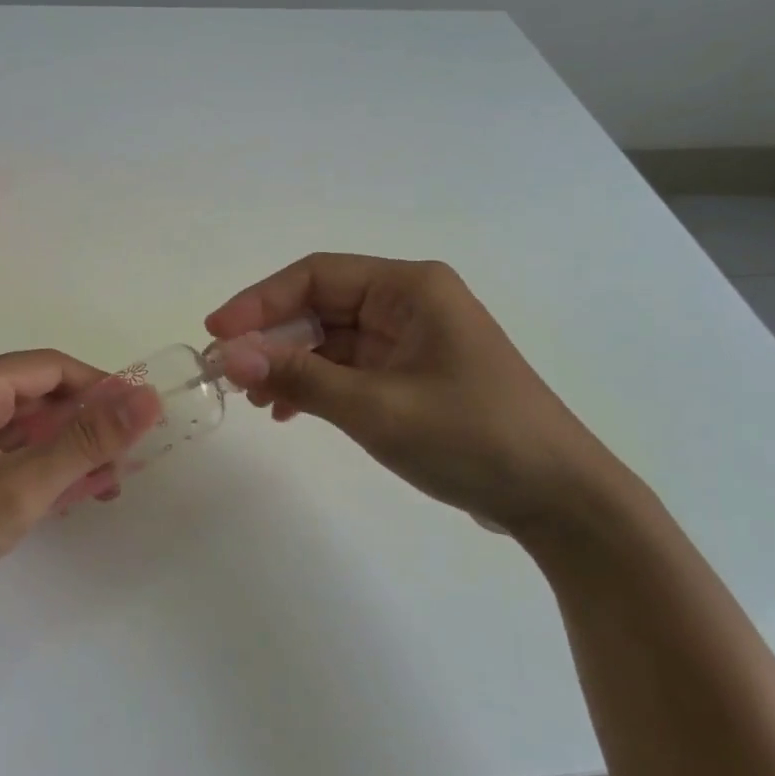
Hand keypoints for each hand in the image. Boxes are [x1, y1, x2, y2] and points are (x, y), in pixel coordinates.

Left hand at [0, 351, 161, 631]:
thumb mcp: (17, 490)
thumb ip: (85, 443)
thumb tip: (147, 400)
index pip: (52, 368)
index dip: (102, 389)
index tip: (140, 422)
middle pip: (32, 396)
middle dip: (81, 429)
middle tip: (119, 468)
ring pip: (12, 426)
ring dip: (55, 452)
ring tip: (93, 488)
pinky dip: (22, 467)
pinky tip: (47, 497)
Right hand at [206, 254, 640, 534]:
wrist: (558, 499)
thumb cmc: (472, 438)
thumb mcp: (378, 408)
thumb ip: (300, 378)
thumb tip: (228, 357)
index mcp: (410, 288)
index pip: (315, 276)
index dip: (259, 301)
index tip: (216, 334)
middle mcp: (408, 303)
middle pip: (319, 306)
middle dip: (271, 338)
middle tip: (225, 372)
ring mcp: (410, 340)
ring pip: (329, 339)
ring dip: (289, 364)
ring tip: (254, 399)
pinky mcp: (411, 374)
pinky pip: (348, 367)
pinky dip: (315, 385)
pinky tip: (288, 411)